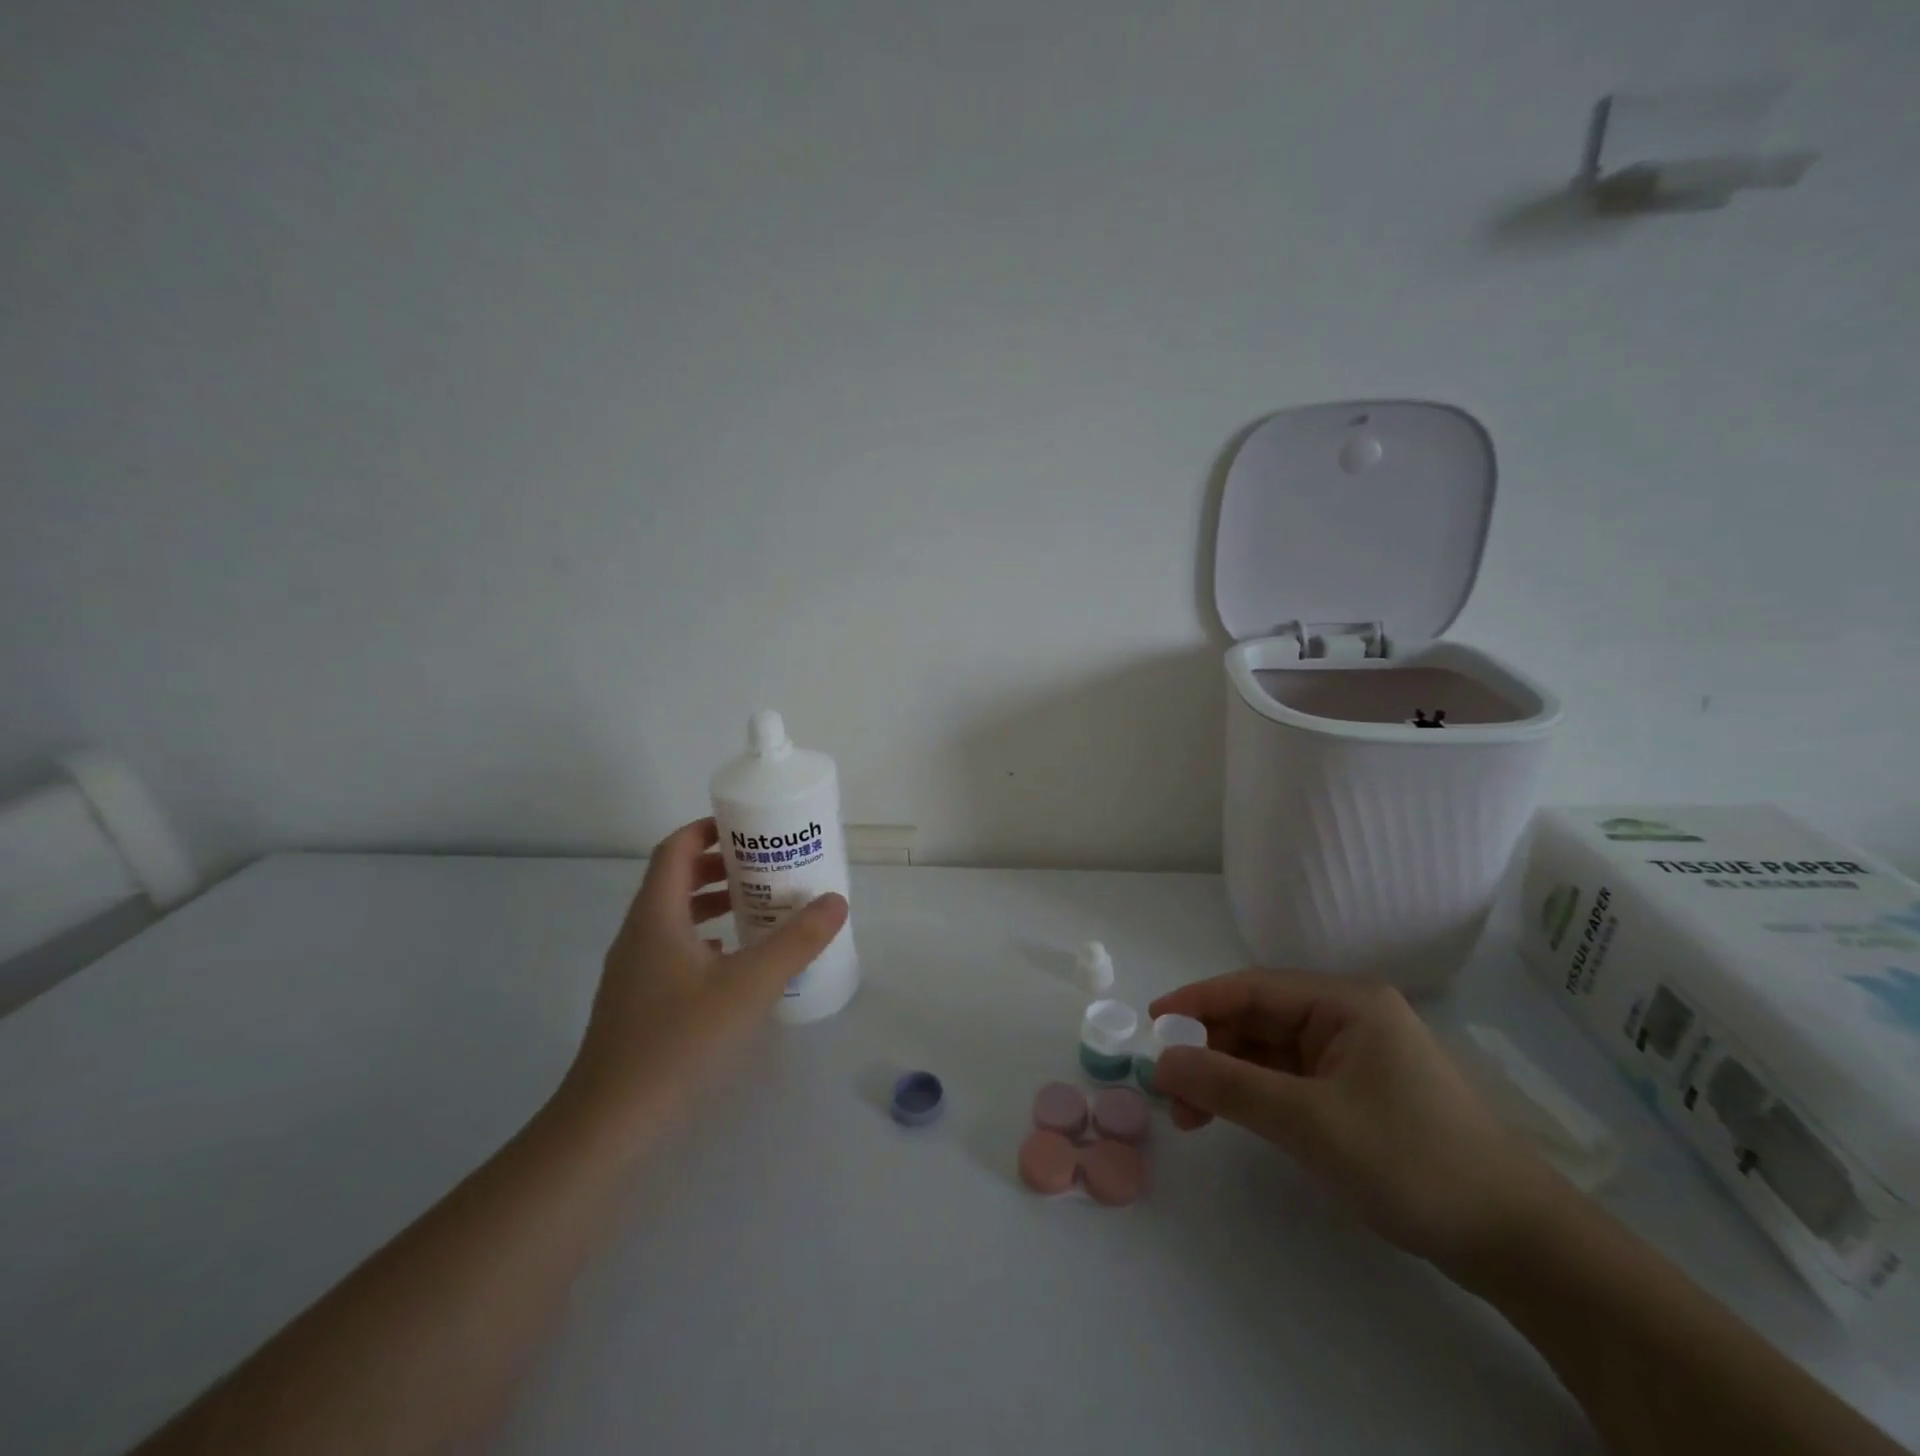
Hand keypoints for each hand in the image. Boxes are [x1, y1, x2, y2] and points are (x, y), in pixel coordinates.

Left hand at [560, 817, 847, 1129]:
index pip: (675, 849)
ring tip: (760, 907)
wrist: (609, 1124)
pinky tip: (737, 962)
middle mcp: (639, 934)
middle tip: (768, 866)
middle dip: (721, 866)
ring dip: (715, 903)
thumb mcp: (748, 986)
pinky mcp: (639, 1001)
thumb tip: (835, 900)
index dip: (708, 829)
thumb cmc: (678, 1042)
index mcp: (656, 916)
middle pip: (676, 880)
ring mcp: (634, 970)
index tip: (750, 826)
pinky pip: (675, 950)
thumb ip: (795, 941)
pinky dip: (707, 940)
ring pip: (676, 917)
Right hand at [1149, 969, 1566, 1272]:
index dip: (1196, 1002)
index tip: (1151, 1024)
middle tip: (1168, 1088)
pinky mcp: (1357, 1094)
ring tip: (1189, 1116)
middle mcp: (1346, 1018)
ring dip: (1227, 1077)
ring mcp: (1354, 1057)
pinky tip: (1230, 1119)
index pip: (1251, 987)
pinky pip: (1290, 1081)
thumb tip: (1161, 1061)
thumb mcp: (1309, 1122)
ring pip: (1269, 1053)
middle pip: (1258, 1020)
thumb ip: (1229, 1085)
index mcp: (1344, 1002)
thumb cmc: (1411, 1161)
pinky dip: (1255, 1097)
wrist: (1517, 1243)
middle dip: (1209, 1050)